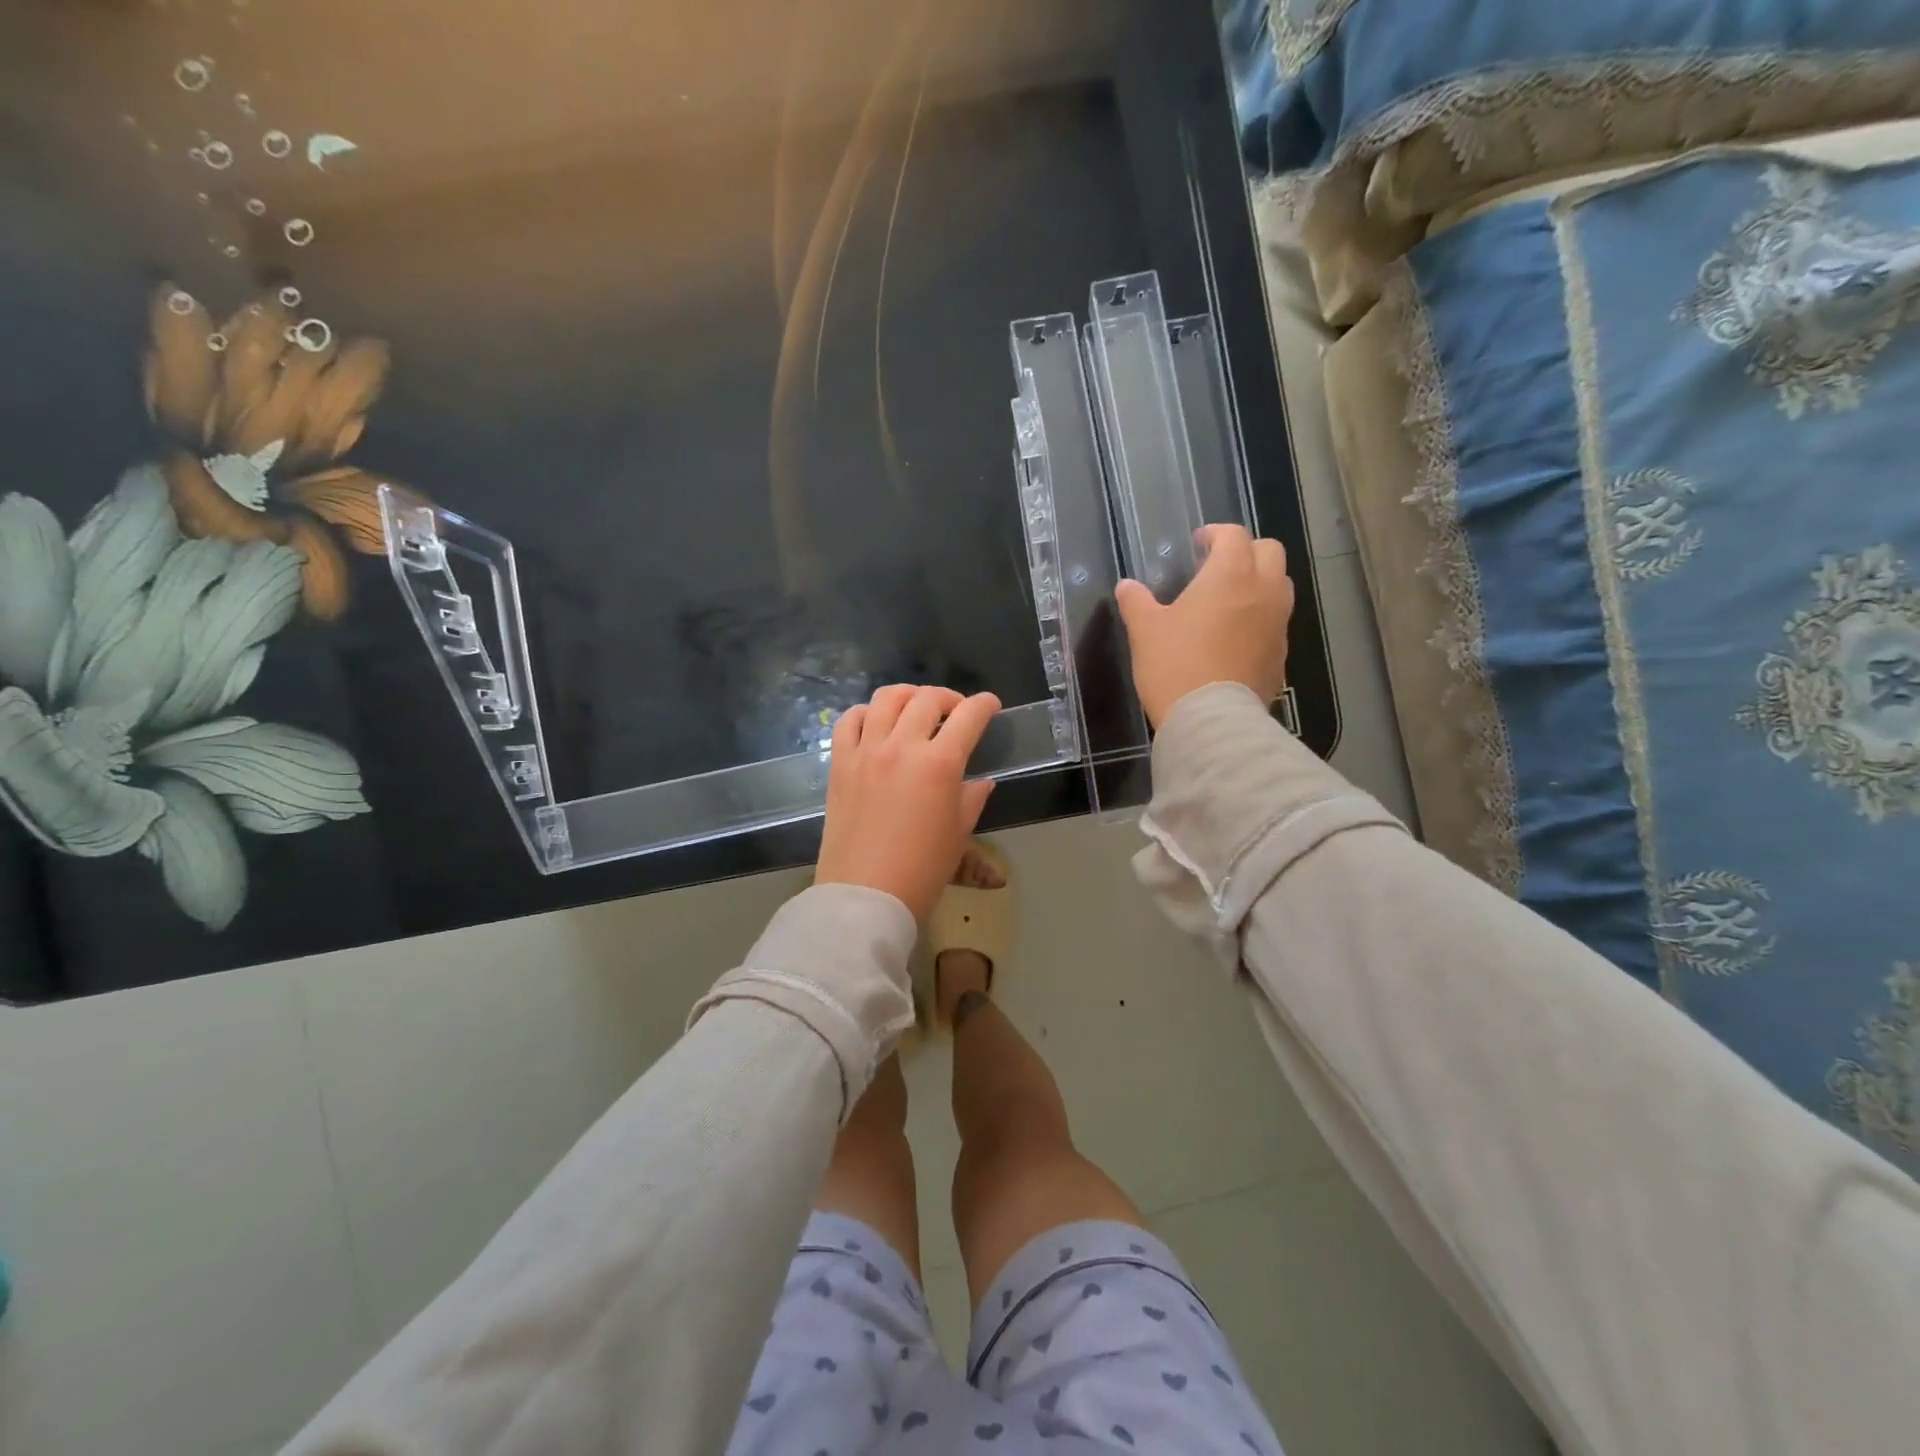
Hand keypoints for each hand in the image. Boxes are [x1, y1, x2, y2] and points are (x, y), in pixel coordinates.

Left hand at [815, 684, 1001, 920]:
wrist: (865, 895)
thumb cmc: (922, 870)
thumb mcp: (958, 834)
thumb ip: (972, 799)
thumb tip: (982, 781)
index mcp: (939, 764)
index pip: (968, 717)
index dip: (984, 705)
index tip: (990, 705)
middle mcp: (902, 747)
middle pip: (927, 699)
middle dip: (948, 698)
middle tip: (955, 712)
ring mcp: (866, 751)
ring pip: (886, 699)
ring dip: (907, 696)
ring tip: (916, 709)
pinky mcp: (840, 763)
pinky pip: (849, 721)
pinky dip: (866, 713)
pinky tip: (876, 723)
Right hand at [1114, 524, 1293, 728]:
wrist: (1212, 719)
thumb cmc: (1175, 665)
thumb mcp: (1145, 631)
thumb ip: (1136, 602)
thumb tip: (1126, 586)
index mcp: (1230, 574)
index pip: (1233, 535)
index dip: (1215, 534)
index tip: (1198, 543)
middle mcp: (1263, 590)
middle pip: (1270, 552)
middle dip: (1246, 551)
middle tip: (1219, 566)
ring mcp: (1278, 623)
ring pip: (1280, 585)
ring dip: (1260, 582)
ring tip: (1231, 599)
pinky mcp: (1281, 654)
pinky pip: (1276, 622)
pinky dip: (1261, 617)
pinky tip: (1236, 636)